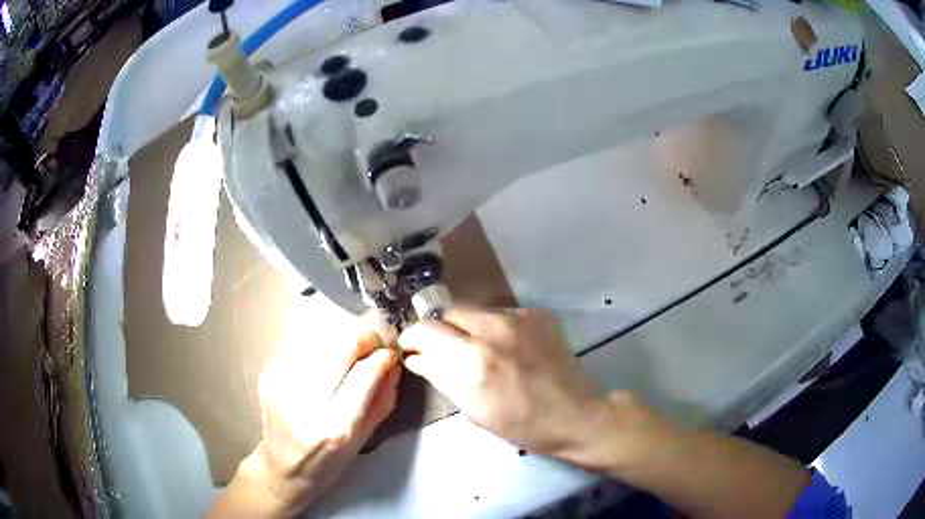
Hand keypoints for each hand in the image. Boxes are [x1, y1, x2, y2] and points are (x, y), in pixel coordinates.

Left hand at [211, 329, 400, 517]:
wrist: (282, 467)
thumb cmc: (329, 461)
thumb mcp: (364, 438)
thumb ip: (382, 398)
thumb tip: (392, 361)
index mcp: (335, 426)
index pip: (364, 373)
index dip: (382, 355)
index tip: (390, 353)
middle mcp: (306, 401)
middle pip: (340, 344)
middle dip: (363, 338)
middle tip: (371, 345)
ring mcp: (282, 384)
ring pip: (321, 338)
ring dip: (341, 338)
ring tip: (349, 351)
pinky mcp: (268, 373)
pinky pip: (301, 343)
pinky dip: (321, 344)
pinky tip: (325, 357)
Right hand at [398, 306, 609, 456]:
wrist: (576, 413)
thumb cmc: (521, 423)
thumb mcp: (473, 409)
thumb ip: (440, 376)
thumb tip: (414, 358)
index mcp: (474, 358)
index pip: (426, 329)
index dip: (412, 336)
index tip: (411, 347)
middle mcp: (494, 327)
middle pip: (448, 310)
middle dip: (438, 327)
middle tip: (439, 348)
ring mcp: (518, 317)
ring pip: (474, 309)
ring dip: (464, 326)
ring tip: (473, 349)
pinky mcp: (537, 314)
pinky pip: (500, 313)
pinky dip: (491, 326)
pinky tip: (502, 347)